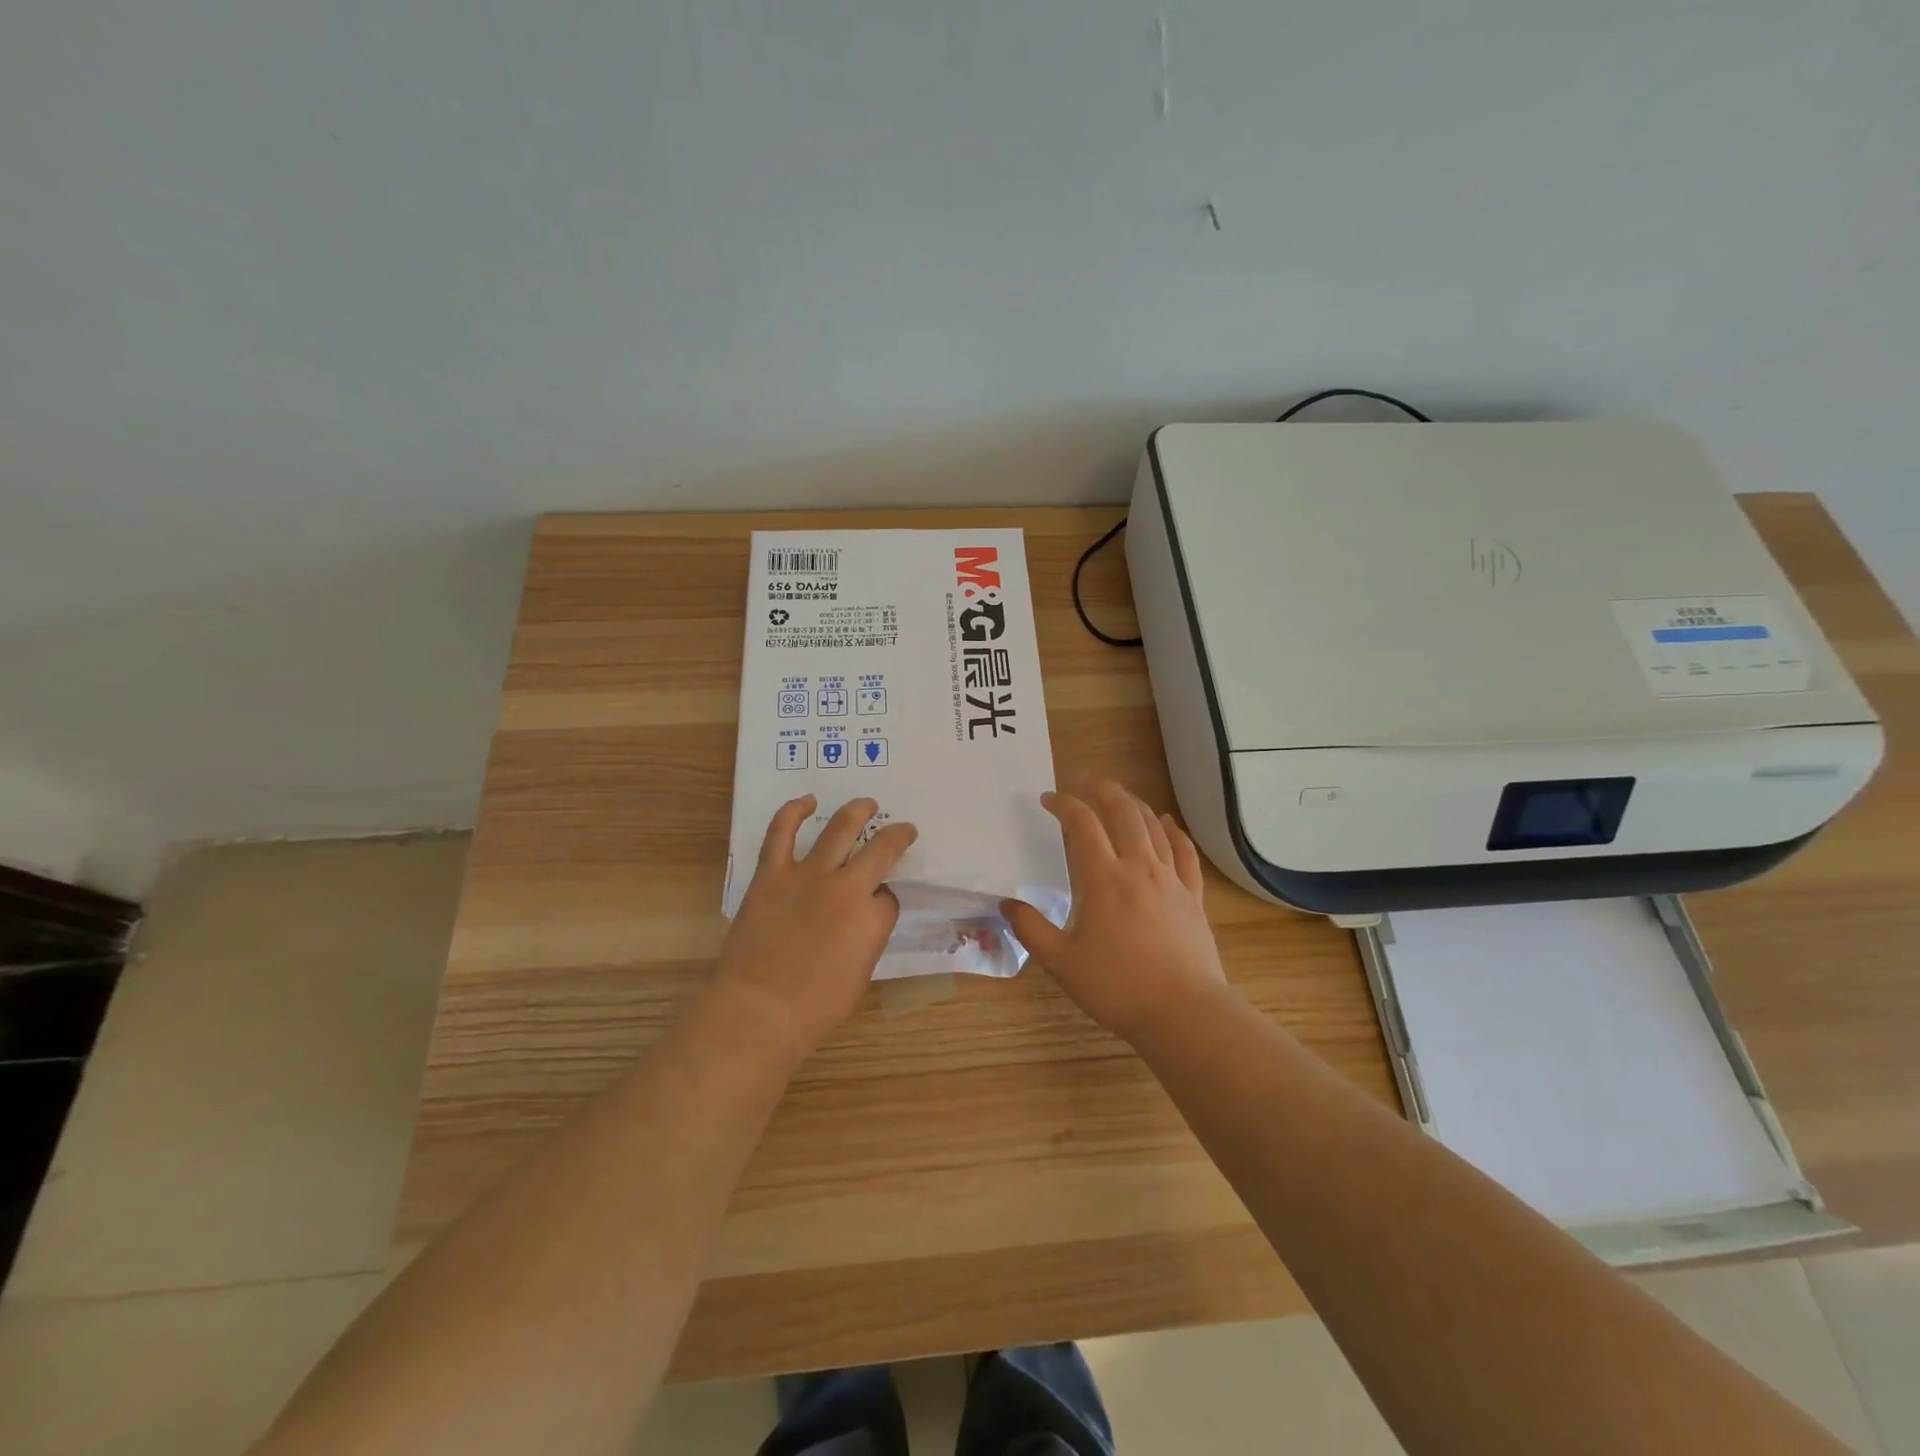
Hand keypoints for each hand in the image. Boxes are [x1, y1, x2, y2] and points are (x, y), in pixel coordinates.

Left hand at [713, 795, 917, 1060]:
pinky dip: (794, 812)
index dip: (886, 899)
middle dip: (896, 836)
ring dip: (858, 811)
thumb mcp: (861, 975)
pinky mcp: (772, 873)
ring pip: (839, 828)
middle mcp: (847, 887)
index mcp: (873, 918)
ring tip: (867, 803)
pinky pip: (781, 832)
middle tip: (902, 830)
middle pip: (880, 849)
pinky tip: (806, 801)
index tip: (880, 904)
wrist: (759, 1010)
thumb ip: (868, 936)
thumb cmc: (815, 1007)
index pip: (890, 897)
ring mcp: (808, 875)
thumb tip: (866, 914)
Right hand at [1002, 779, 1230, 1044]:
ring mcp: (1171, 879)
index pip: (1082, 824)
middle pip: (1123, 811)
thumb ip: (1031, 929)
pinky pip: (1185, 852)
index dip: (1064, 805)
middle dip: (1102, 789)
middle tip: (1084, 780)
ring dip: (1133, 803)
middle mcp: (1139, 867)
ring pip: (1154, 826)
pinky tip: (1167, 822)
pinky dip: (1174, 831)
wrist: (1184, 1013)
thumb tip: (1007, 904)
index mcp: (1104, 879)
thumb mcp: (1062, 962)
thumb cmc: (1118, 987)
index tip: (1048, 799)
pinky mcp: (1193, 896)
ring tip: (1118, 796)